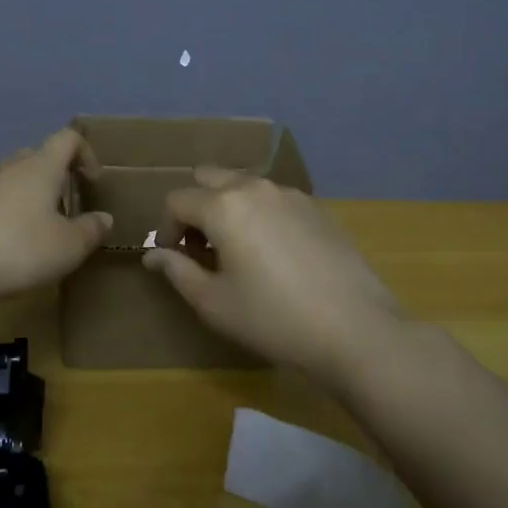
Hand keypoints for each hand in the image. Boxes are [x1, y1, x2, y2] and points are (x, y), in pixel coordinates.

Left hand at [0, 128, 112, 306]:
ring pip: (12, 179)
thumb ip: (91, 230)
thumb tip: (103, 218)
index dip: (86, 153)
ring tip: (35, 234)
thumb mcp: (67, 248)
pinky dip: (3, 213)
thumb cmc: (17, 250)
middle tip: (65, 212)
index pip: (67, 138)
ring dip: (29, 198)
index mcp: (40, 167)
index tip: (93, 183)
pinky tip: (2, 246)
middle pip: (38, 157)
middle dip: (56, 179)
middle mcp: (9, 165)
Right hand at [144, 166, 402, 383]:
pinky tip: (276, 254)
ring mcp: (289, 194)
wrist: (355, 329)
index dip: (168, 229)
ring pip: (243, 185)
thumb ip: (177, 271)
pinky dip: (261, 214)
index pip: (177, 200)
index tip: (177, 259)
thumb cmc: (273, 318)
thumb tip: (152, 255)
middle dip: (197, 207)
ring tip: (239, 251)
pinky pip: (273, 198)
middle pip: (209, 178)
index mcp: (223, 205)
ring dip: (229, 207)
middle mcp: (253, 187)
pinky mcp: (316, 207)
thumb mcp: (214, 303)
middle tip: (204, 248)